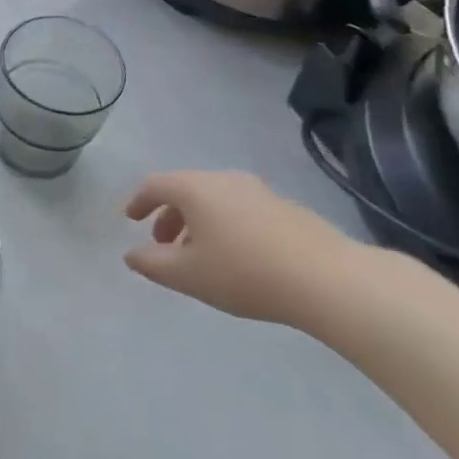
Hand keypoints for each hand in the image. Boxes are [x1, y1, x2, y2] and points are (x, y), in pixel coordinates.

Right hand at [122, 171, 371, 327]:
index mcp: (195, 189)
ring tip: (199, 255)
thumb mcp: (187, 275)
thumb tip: (132, 255)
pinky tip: (237, 257)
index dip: (138, 201)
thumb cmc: (245, 273)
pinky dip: (225, 225)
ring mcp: (259, 191)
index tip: (130, 219)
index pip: (155, 184)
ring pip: (215, 200)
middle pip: (186, 189)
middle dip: (168, 215)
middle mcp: (224, 179)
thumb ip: (152, 264)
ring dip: (198, 222)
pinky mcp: (286, 208)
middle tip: (162, 243)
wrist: (328, 280)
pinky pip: (241, 209)